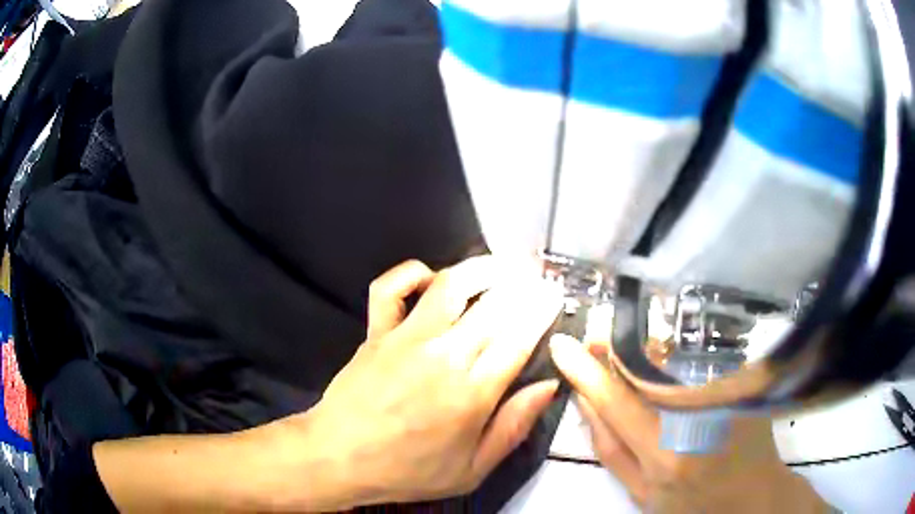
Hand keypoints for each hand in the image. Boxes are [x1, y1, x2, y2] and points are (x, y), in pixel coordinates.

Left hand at [269, 257, 564, 509]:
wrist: (339, 457)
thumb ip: (513, 427)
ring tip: (501, 266)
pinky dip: (410, 272)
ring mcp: (405, 339)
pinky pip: (389, 288)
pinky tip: (429, 276)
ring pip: (449, 285)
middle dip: (523, 284)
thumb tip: (548, 386)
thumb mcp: (471, 470)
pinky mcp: (375, 332)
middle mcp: (443, 357)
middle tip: (537, 277)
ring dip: (480, 268)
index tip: (555, 295)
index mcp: (472, 394)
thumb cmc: (408, 470)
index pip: (519, 338)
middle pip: (494, 305)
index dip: (542, 310)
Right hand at [549, 335, 829, 513]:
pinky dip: (673, 351)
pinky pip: (698, 355)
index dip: (586, 370)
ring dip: (643, 344)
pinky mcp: (743, 379)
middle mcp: (698, 416)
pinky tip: (664, 358)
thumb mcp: (639, 491)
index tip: (563, 345)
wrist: (751, 496)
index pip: (616, 400)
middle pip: (648, 363)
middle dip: (615, 343)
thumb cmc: (691, 504)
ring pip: (674, 352)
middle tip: (597, 335)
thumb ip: (609, 447)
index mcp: (665, 453)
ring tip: (626, 347)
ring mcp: (727, 393)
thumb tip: (586, 399)